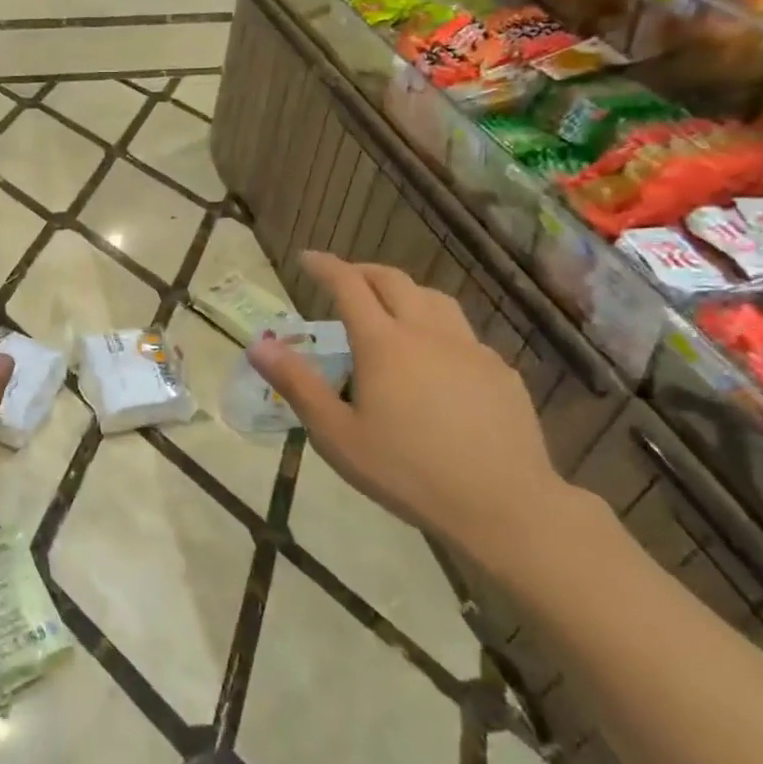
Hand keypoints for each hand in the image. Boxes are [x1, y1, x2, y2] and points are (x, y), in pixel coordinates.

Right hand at [248, 253, 566, 568]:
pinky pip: (461, 332)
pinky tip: (434, 358)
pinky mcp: (500, 371)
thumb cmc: (407, 471)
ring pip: (434, 299)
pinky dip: (436, 326)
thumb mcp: (336, 434)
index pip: (349, 286)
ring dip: (403, 291)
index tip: (306, 258)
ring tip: (388, 308)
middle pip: (393, 281)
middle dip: (362, 272)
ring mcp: (470, 349)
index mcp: (384, 344)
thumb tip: (258, 345)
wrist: (504, 505)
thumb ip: (297, 384)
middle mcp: (427, 333)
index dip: (325, 266)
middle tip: (342, 279)